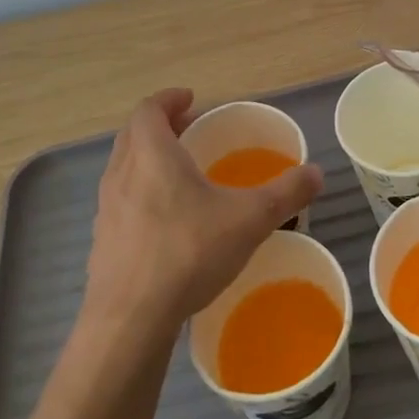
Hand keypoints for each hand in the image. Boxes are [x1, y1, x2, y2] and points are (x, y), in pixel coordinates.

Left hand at [85, 89, 323, 330]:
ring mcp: (106, 208)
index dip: (169, 99)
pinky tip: (165, 222)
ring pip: (124, 168)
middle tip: (189, 130)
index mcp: (152, 154)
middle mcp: (121, 173)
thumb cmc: (188, 252)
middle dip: (161, 126)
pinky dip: (140, 194)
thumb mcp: (249, 220)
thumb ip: (285, 194)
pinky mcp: (101, 241)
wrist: (130, 319)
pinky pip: (120, 202)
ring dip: (147, 160)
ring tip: (179, 174)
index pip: (150, 108)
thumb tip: (317, 173)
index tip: (190, 99)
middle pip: (134, 134)